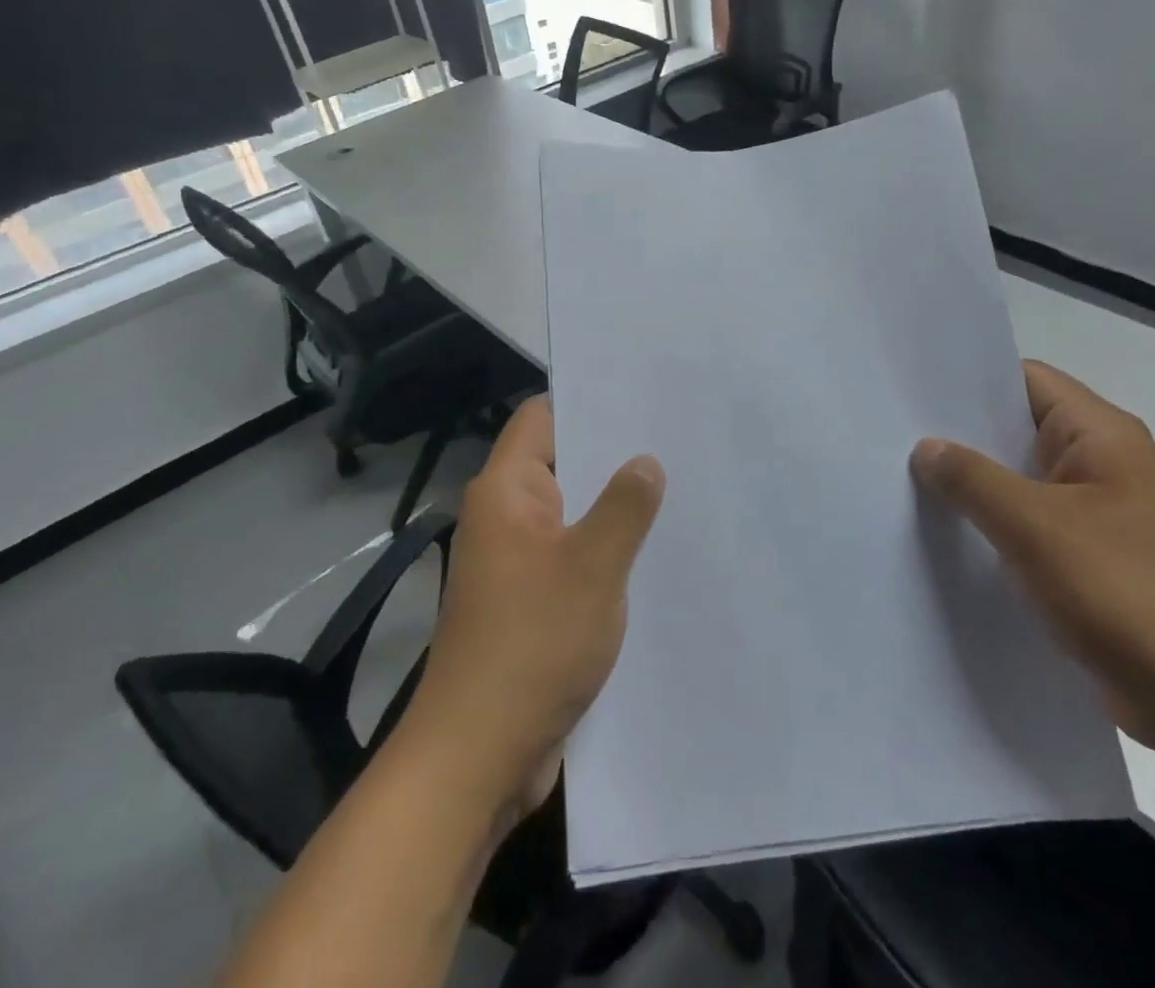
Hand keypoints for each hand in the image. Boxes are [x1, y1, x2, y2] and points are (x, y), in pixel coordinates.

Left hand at [404, 397, 663, 817]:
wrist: (477, 758)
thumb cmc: (532, 645)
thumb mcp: (592, 567)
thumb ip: (623, 507)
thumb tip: (645, 461)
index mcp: (506, 493)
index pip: (542, 418)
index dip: (587, 402)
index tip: (642, 397)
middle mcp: (505, 518)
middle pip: (560, 463)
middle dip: (613, 456)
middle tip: (676, 440)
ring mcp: (516, 563)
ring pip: (571, 514)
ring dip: (612, 508)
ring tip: (676, 489)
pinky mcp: (529, 602)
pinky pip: (571, 557)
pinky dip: (604, 550)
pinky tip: (652, 553)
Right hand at [912, 361, 1154, 762]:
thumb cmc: (1126, 595)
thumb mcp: (1035, 527)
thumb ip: (973, 479)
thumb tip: (926, 447)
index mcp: (1101, 434)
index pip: (1025, 379)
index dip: (970, 381)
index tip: (912, 392)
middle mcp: (1101, 462)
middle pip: (1017, 428)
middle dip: (960, 435)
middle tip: (893, 436)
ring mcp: (1096, 512)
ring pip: (1019, 479)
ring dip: (972, 484)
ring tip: (904, 481)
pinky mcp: (1090, 558)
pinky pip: (1028, 523)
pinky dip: (990, 524)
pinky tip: (944, 535)